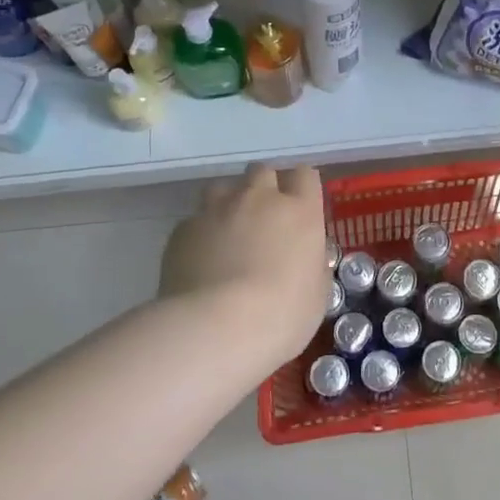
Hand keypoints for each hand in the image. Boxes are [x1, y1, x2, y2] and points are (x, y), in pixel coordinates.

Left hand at [160, 163, 329, 362]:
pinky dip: (201, 234)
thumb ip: (313, 264)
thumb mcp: (317, 294)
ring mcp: (217, 210)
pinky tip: (201, 261)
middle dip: (264, 188)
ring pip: (222, 188)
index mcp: (299, 211)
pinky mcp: (183, 229)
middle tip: (264, 219)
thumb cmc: (282, 314)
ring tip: (228, 234)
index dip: (302, 187)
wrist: (217, 328)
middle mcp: (258, 198)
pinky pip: (195, 221)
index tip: (301, 206)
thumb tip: (306, 256)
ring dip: (228, 203)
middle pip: (262, 171)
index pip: (304, 175)